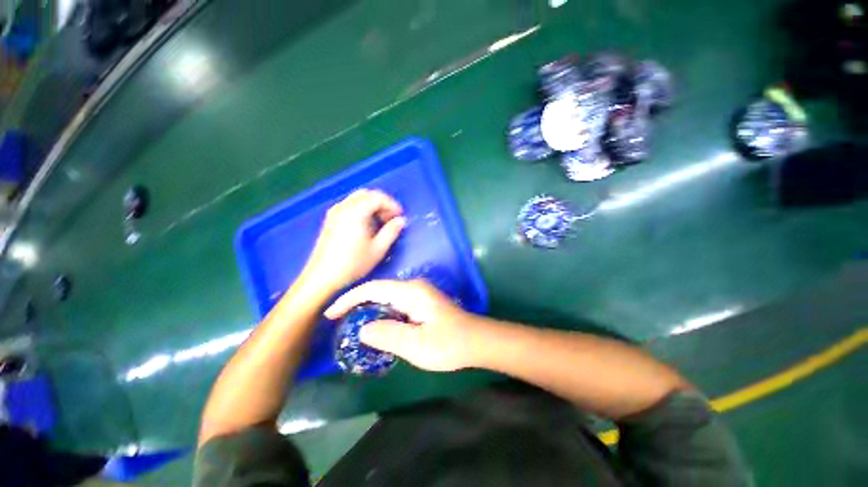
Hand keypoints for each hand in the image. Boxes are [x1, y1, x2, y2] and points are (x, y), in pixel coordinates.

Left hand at [302, 189, 405, 291]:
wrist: (322, 277)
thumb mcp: (378, 249)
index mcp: (356, 212)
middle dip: (382, 203)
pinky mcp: (330, 219)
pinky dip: (362, 209)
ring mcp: (334, 212)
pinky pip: (350, 206)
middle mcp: (343, 207)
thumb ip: (391, 232)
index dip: (392, 205)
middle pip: (367, 194)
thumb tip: (401, 221)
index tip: (400, 216)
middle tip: (391, 218)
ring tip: (381, 223)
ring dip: (372, 206)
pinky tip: (366, 225)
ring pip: (358, 199)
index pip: (377, 197)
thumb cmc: (353, 264)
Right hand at [325, 280, 480, 371]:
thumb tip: (362, 330)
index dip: (350, 299)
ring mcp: (418, 294)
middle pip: (378, 291)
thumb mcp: (416, 344)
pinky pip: (395, 305)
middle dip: (357, 304)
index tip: (331, 313)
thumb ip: (387, 335)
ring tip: (350, 326)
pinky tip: (375, 327)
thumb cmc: (448, 343)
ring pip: (386, 298)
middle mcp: (413, 288)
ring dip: (369, 310)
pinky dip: (381, 314)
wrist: (476, 341)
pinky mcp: (421, 303)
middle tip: (338, 322)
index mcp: (410, 292)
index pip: (373, 289)